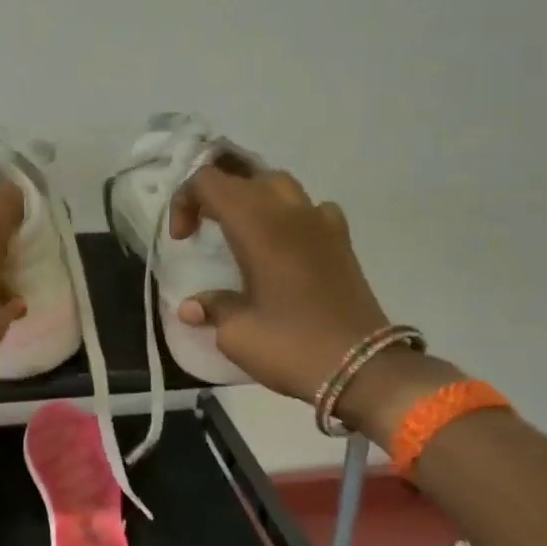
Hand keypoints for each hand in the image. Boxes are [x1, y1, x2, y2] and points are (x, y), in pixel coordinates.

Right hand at [169, 166, 390, 405]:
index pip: (210, 181)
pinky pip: (311, 208)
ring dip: (252, 199)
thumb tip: (191, 307)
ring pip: (279, 185)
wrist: (363, 368)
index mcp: (257, 226)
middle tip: (203, 231)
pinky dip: (290, 216)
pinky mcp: (342, 241)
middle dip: (215, 196)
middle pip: (244, 177)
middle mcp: (289, 213)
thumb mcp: (237, 334)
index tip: (183, 240)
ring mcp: (321, 223)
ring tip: (239, 232)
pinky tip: (285, 244)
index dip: (186, 200)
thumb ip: (212, 308)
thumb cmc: (291, 346)